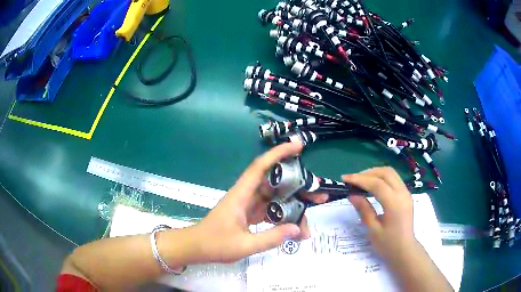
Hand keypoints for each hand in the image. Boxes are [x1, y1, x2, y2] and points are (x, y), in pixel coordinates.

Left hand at [190, 142, 320, 263]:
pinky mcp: (249, 214)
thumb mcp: (244, 245)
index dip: (279, 153)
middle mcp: (246, 195)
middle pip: (275, 184)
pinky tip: (294, 227)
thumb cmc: (214, 244)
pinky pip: (270, 211)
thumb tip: (297, 229)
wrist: (195, 248)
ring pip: (275, 199)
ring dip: (293, 204)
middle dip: (298, 187)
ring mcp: (248, 205)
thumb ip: (271, 238)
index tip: (298, 146)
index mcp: (241, 195)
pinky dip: (283, 217)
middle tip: (319, 195)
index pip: (261, 167)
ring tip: (310, 215)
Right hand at [342, 167, 416, 262]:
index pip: (377, 184)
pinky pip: (394, 179)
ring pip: (391, 173)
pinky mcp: (406, 195)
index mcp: (394, 204)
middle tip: (352, 179)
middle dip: (367, 173)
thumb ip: (364, 210)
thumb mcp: (373, 230)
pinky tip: (373, 185)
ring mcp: (406, 193)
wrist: (405, 250)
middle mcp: (402, 194)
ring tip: (361, 180)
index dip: (360, 179)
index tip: (345, 179)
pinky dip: (382, 177)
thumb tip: (352, 195)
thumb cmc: (388, 244)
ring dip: (375, 173)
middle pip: (385, 173)